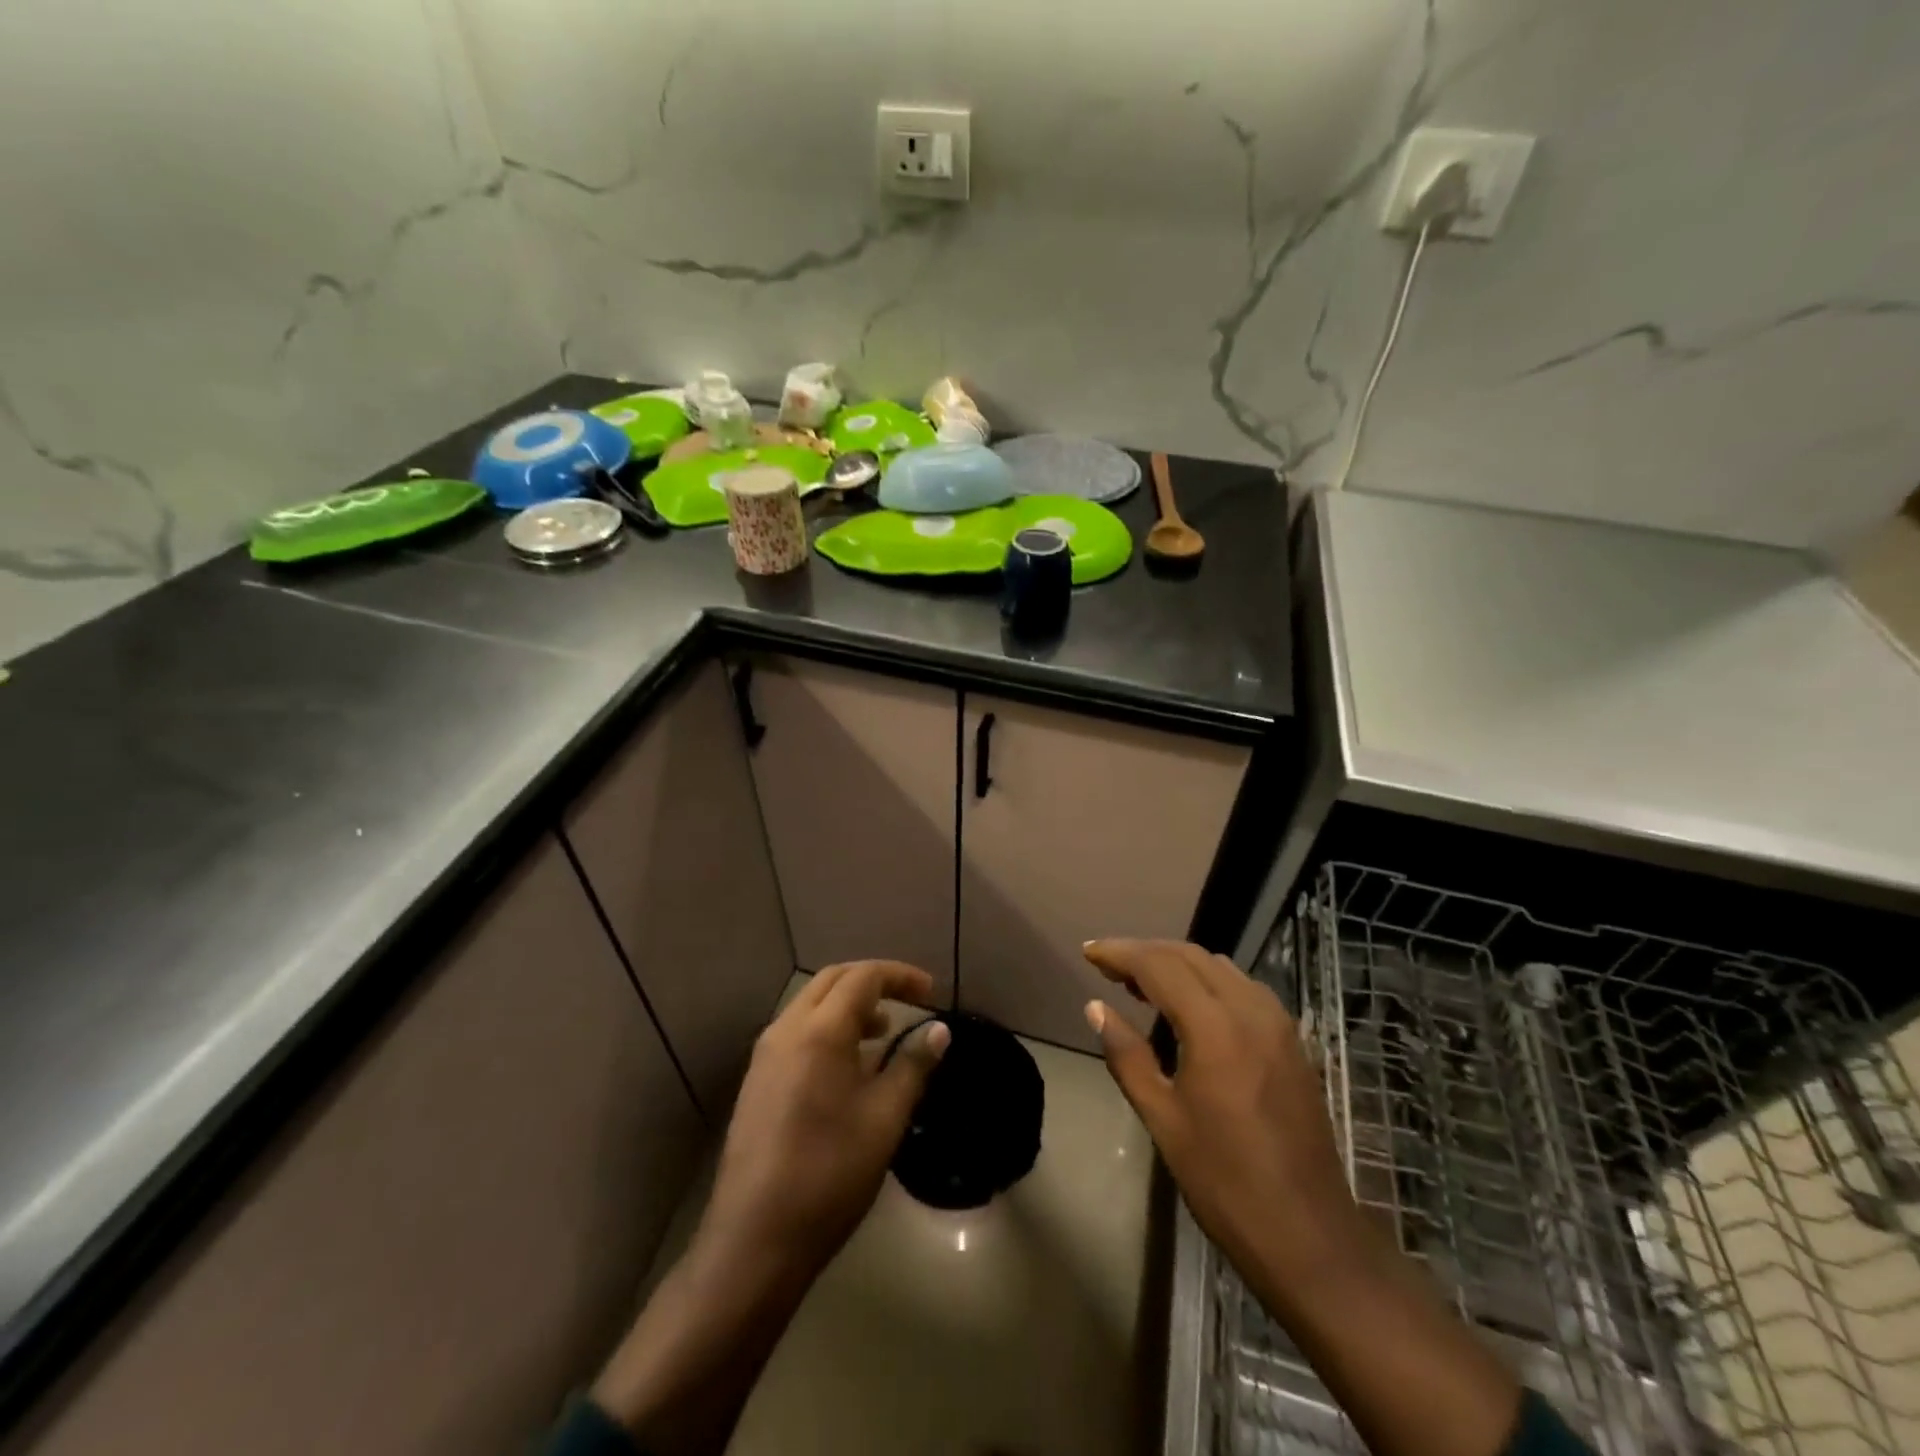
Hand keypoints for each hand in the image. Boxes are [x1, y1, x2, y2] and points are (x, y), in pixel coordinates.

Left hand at [701, 958, 950, 1278]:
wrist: (754, 1239)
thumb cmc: (830, 1173)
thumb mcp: (885, 1118)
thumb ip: (912, 1065)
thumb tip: (939, 1030)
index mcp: (819, 1030)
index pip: (864, 977)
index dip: (901, 975)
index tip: (931, 992)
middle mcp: (786, 1029)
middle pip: (833, 980)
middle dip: (873, 981)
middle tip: (909, 1000)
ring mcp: (765, 1055)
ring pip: (811, 1005)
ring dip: (849, 1005)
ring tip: (883, 1032)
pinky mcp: (756, 1081)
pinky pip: (796, 1032)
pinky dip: (828, 1028)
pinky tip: (848, 1066)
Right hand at [1081, 939, 1359, 1309]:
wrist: (1310, 1235)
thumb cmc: (1225, 1182)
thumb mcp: (1163, 1120)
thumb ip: (1127, 1055)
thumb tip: (1096, 1008)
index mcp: (1215, 1027)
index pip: (1159, 965)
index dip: (1120, 953)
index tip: (1089, 953)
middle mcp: (1250, 1010)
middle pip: (1190, 955)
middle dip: (1146, 952)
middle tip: (1109, 966)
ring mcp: (1278, 1023)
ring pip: (1219, 967)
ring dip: (1177, 963)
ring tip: (1142, 984)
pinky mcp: (1292, 1041)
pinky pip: (1242, 987)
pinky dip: (1208, 980)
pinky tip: (1190, 1005)